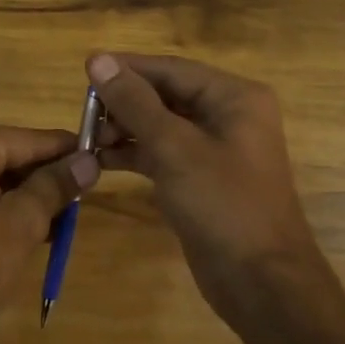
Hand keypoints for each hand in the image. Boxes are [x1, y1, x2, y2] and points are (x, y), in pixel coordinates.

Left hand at [0, 124, 99, 337]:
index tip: (101, 155)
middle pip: (10, 155)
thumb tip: (90, 162)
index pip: (28, 139)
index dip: (67, 150)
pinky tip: (34, 228)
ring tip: (65, 217)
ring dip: (28, 195)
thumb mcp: (23, 223)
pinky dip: (3, 206)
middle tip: (85, 194)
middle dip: (47, 176)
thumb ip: (56, 185)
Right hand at [87, 53, 323, 324]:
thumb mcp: (174, 148)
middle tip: (83, 114)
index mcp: (233, 97)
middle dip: (123, 103)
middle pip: (165, 95)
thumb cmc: (223, 205)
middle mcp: (227, 115)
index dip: (127, 68)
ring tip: (88, 139)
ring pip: (160, 125)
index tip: (84, 70)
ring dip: (124, 129)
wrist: (261, 284)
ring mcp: (214, 149)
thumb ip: (134, 101)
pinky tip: (100, 159)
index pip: (171, 69)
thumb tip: (98, 59)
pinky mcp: (200, 178)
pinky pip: (162, 153)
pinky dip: (133, 154)